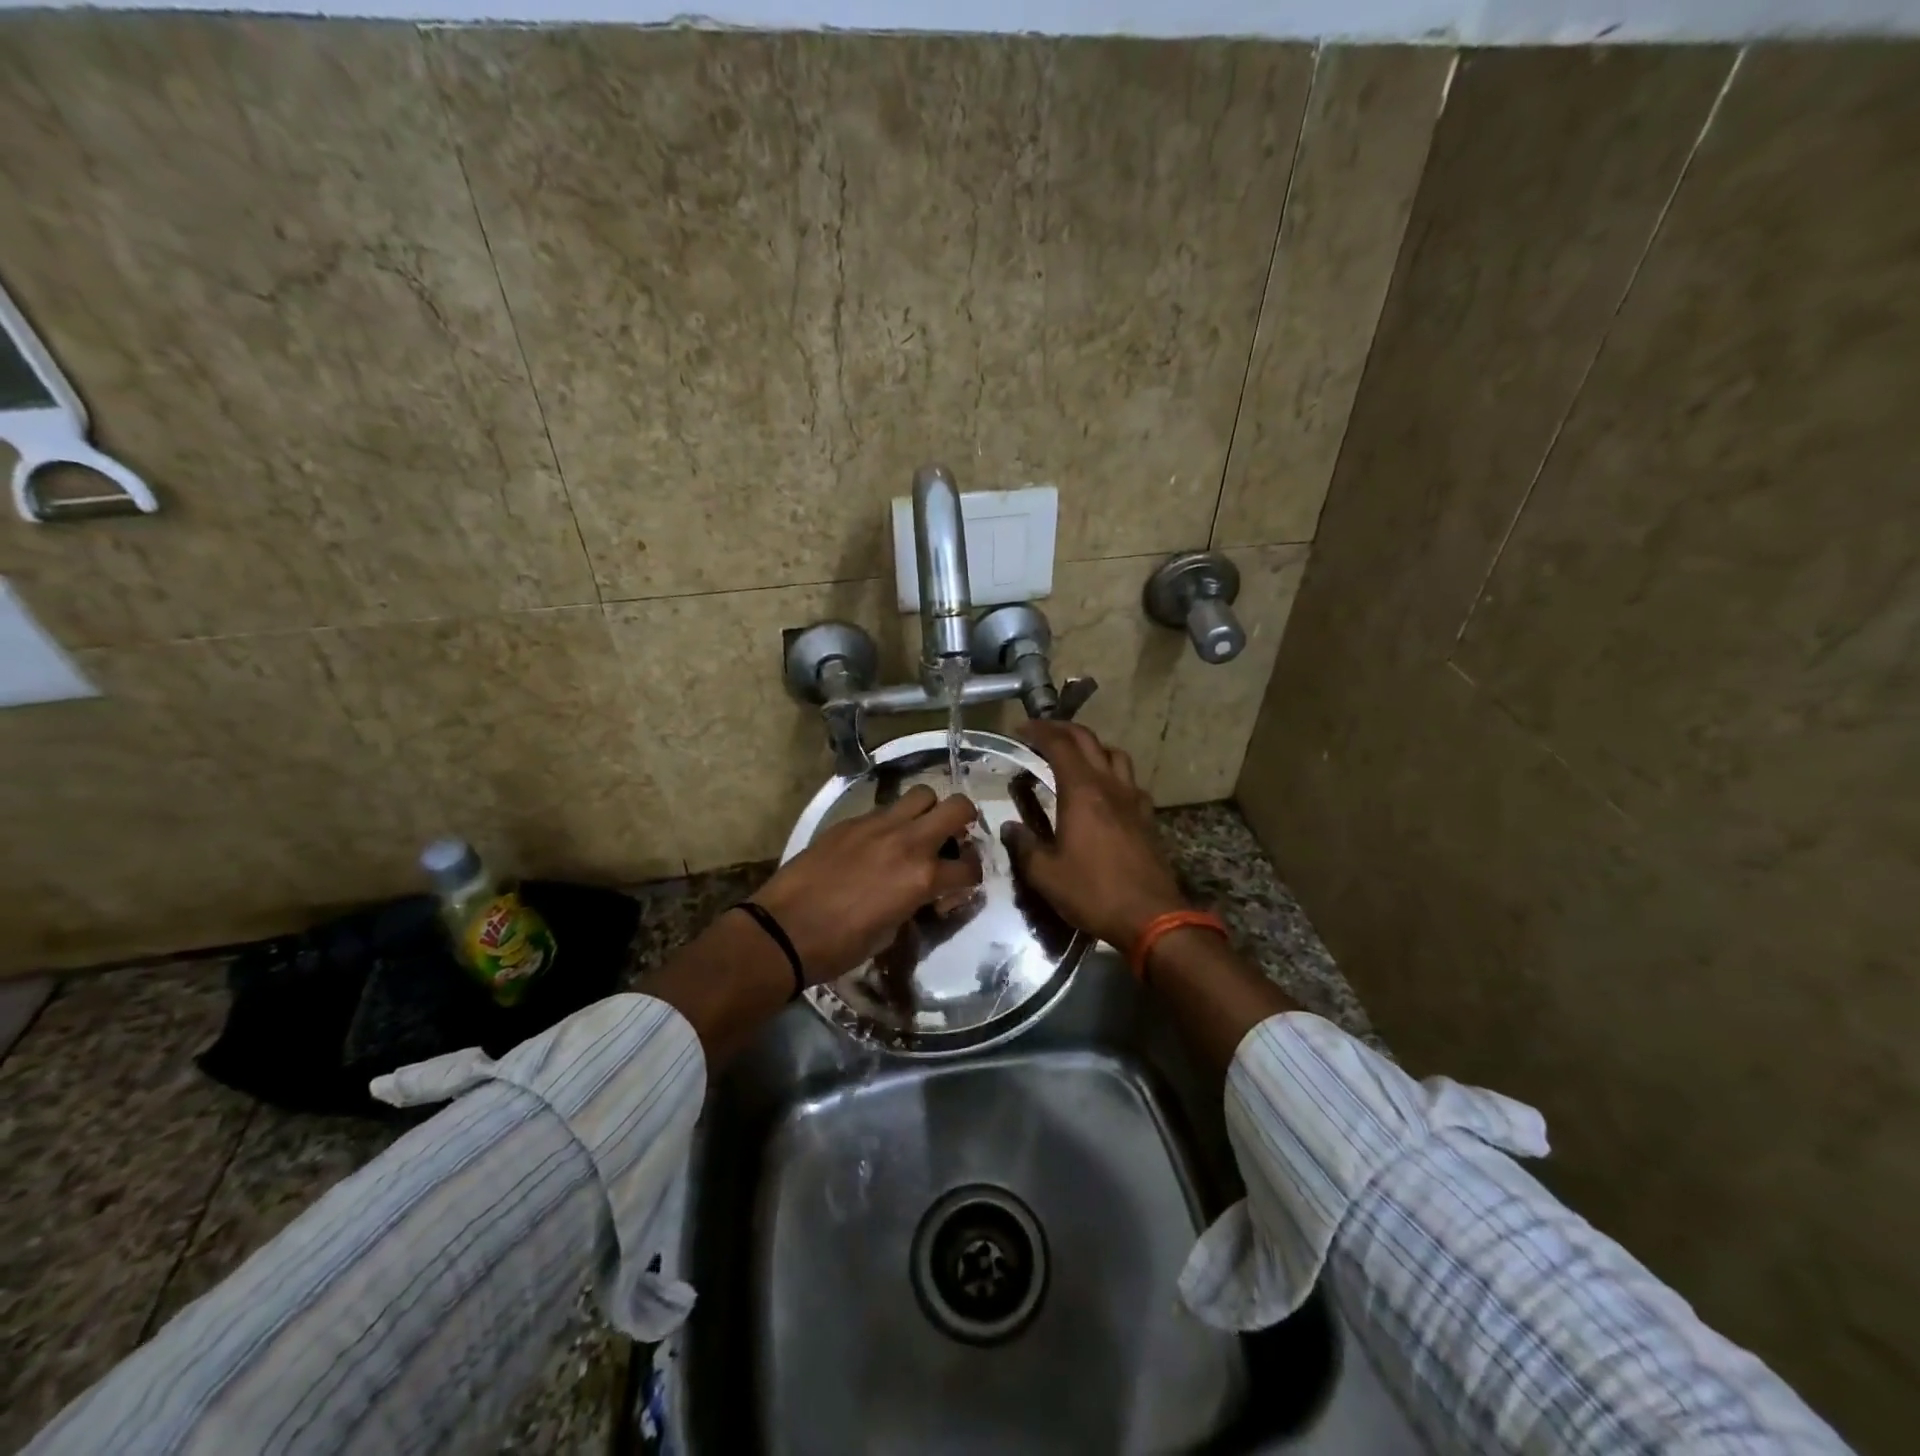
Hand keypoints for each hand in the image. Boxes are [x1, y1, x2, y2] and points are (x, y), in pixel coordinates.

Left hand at [752, 785, 983, 983]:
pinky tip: (878, 842)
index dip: (971, 877)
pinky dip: (892, 821)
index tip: (961, 884)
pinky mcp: (851, 821)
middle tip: (954, 838)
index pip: (969, 868)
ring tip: (916, 832)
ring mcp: (877, 825)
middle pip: (957, 807)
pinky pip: (884, 809)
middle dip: (964, 820)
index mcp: (922, 877)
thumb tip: (922, 894)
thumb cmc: (839, 946)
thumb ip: (915, 903)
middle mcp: (908, 842)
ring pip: (921, 795)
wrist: (783, 930)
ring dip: (928, 811)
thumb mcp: (891, 932)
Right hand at [1001, 721, 1187, 949]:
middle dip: (1063, 730)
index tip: (1020, 730)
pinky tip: (1104, 790)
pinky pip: (1130, 780)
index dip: (1038, 731)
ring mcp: (1133, 799)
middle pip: (1088, 740)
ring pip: (1115, 754)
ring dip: (1092, 747)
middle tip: (1042, 733)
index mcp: (1081, 792)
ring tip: (1075, 757)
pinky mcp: (1147, 816)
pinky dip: (1112, 772)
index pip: (1059, 745)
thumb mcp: (1046, 875)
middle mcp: (1109, 785)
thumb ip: (1024, 846)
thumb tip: (1009, 827)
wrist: (1152, 917)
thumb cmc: (1093, 893)